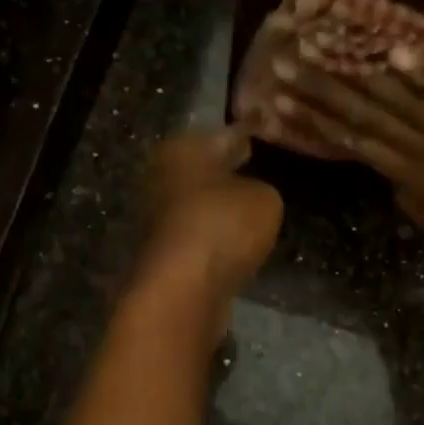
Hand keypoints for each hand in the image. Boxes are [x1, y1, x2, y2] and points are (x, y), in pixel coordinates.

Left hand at [139, 127, 283, 303]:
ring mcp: (158, 218)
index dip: (248, 134)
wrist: (183, 290)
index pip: (226, 134)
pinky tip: (237, 241)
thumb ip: (263, 188)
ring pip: (200, 203)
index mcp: (181, 149)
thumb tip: (250, 194)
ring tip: (254, 209)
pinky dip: (215, 235)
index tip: (263, 134)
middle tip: (261, 171)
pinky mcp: (164, 253)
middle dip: (230, 171)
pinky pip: (199, 234)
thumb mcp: (265, 198)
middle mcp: (162, 177)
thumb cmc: (222, 226)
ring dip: (221, 206)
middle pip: (206, 169)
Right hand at [269, 43, 423, 282]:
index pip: (354, 143)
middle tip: (283, 63)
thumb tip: (394, 178)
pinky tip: (394, 50)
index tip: (280, 101)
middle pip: (366, 115)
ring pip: (399, 100)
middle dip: (321, 88)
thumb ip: (416, 200)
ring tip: (321, 48)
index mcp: (412, 181)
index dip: (316, 121)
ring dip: (358, 73)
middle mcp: (423, 153)